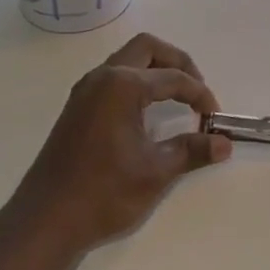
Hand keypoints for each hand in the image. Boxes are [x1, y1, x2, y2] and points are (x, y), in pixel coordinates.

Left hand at [9, 33, 230, 254]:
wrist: (45, 221)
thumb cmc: (103, 193)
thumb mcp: (156, 172)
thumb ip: (192, 151)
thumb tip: (224, 143)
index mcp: (123, 85)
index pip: (173, 78)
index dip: (200, 95)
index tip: (215, 118)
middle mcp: (103, 77)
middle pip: (148, 48)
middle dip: (178, 63)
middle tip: (196, 91)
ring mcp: (86, 90)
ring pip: (128, 59)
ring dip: (156, 69)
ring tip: (177, 98)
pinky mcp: (77, 106)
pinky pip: (114, 76)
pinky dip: (137, 81)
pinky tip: (147, 110)